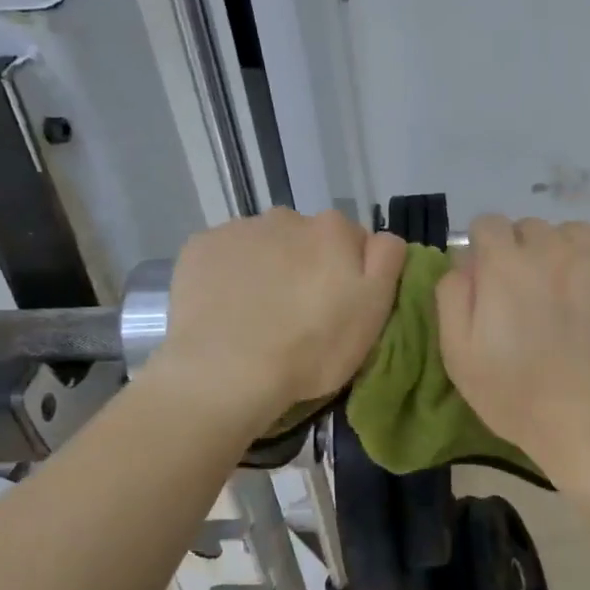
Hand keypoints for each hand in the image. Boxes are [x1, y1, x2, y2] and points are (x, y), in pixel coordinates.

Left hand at [153, 209, 407, 431]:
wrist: (226, 372)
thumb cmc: (312, 348)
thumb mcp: (374, 311)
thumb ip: (387, 261)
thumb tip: (381, 238)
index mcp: (335, 230)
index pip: (354, 241)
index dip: (350, 274)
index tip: (340, 306)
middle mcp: (288, 217)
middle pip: (307, 239)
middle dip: (307, 265)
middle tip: (300, 313)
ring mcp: (240, 229)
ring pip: (265, 245)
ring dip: (269, 267)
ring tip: (259, 313)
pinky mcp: (201, 247)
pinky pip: (226, 255)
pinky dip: (230, 273)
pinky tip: (227, 308)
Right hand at [436, 216, 589, 484]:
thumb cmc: (519, 397)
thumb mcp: (459, 354)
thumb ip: (453, 295)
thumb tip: (465, 261)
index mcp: (506, 265)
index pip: (488, 224)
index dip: (487, 249)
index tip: (494, 277)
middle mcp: (555, 248)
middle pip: (533, 228)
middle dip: (526, 252)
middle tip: (535, 294)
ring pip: (576, 232)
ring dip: (568, 252)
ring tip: (576, 291)